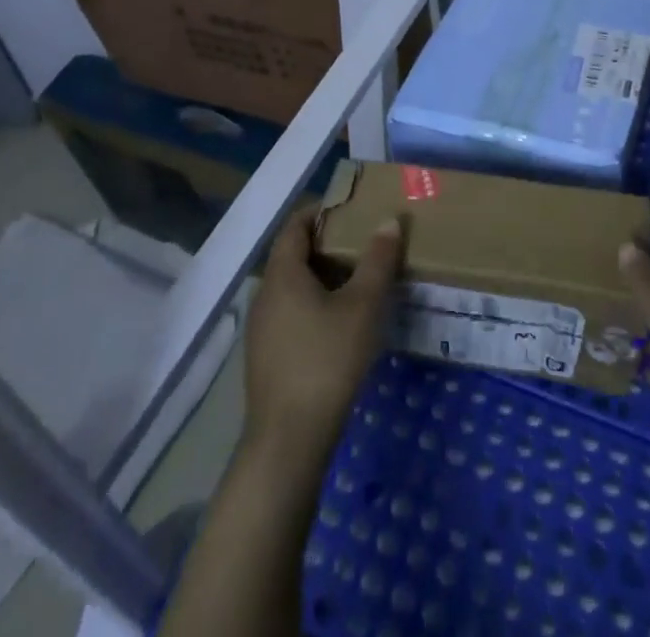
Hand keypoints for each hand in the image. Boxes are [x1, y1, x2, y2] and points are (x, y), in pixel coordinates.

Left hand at [244, 209, 403, 463]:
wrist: (288, 441)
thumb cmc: (327, 360)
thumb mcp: (362, 306)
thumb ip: (377, 261)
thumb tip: (388, 221)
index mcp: (282, 274)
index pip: (295, 226)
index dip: (320, 211)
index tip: (350, 208)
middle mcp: (265, 294)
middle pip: (293, 255)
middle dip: (326, 244)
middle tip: (362, 242)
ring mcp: (261, 329)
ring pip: (291, 287)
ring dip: (321, 276)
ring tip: (357, 280)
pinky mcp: (265, 357)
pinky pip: (289, 313)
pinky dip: (312, 304)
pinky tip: (338, 323)